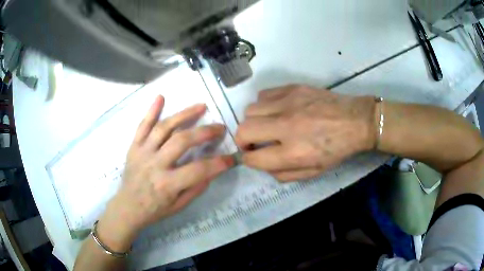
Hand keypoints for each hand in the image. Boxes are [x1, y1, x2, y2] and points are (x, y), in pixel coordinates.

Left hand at [97, 95, 233, 250]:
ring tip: (201, 106)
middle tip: (219, 127)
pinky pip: (142, 126)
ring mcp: (142, 152)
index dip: (218, 163)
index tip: (231, 158)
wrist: (128, 207)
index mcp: (167, 184)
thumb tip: (213, 170)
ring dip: (184, 114)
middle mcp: (154, 164)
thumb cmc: (155, 209)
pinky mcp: (134, 147)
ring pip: (164, 128)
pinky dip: (151, 111)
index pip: (198, 170)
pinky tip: (161, 97)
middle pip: (181, 141)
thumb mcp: (179, 206)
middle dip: (204, 132)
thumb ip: (196, 188)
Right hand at [235, 85, 376, 181]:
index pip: (253, 158)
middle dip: (243, 140)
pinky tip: (276, 110)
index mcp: (293, 153)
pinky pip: (263, 95)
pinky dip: (264, 105)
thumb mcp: (314, 172)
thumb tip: (263, 165)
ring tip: (267, 124)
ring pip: (250, 110)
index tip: (252, 156)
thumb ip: (284, 174)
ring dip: (254, 121)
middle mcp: (286, 127)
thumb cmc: (337, 149)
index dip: (247, 159)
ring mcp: (288, 104)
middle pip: (244, 130)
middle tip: (254, 142)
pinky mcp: (293, 88)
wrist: (357, 120)